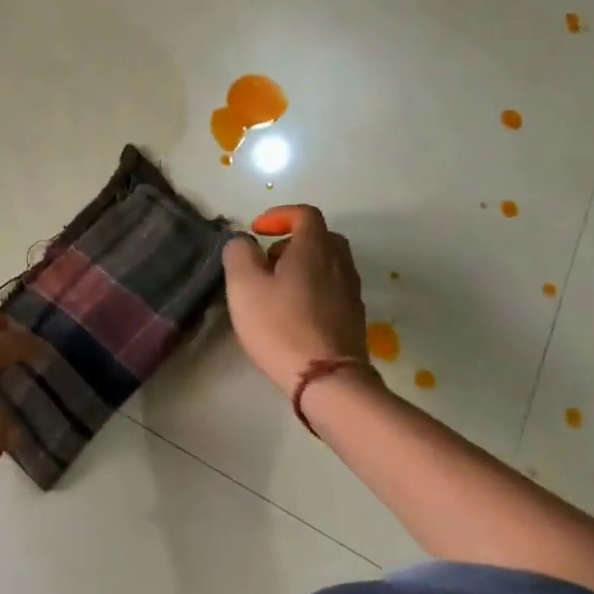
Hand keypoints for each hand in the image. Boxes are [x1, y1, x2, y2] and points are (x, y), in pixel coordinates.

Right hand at [223, 205, 376, 397]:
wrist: (327, 380)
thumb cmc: (280, 325)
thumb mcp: (244, 285)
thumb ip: (239, 253)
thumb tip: (244, 241)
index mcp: (314, 248)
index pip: (305, 214)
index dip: (280, 215)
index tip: (258, 231)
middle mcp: (339, 264)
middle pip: (321, 238)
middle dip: (292, 242)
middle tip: (267, 261)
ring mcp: (351, 292)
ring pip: (328, 264)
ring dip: (303, 267)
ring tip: (276, 289)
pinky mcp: (354, 318)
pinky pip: (333, 289)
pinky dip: (314, 288)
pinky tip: (293, 312)